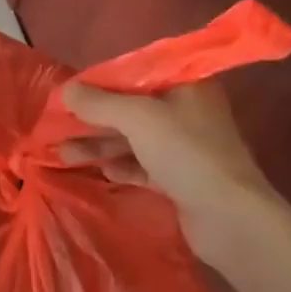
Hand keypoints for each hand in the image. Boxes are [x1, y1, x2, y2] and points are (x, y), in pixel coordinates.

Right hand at [59, 81, 272, 263]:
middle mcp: (187, 111)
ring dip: (101, 144)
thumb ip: (99, 103)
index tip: (71, 91)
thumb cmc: (185, 152)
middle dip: (95, 117)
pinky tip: (101, 171)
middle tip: (59, 124)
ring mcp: (186, 147)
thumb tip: (66, 90)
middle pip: (132, 107)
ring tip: (63, 154)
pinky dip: (122, 166)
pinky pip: (143, 166)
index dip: (102, 81)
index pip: (137, 72)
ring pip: (135, 139)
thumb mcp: (137, 118)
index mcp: (186, 85)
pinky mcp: (182, 179)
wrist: (231, 219)